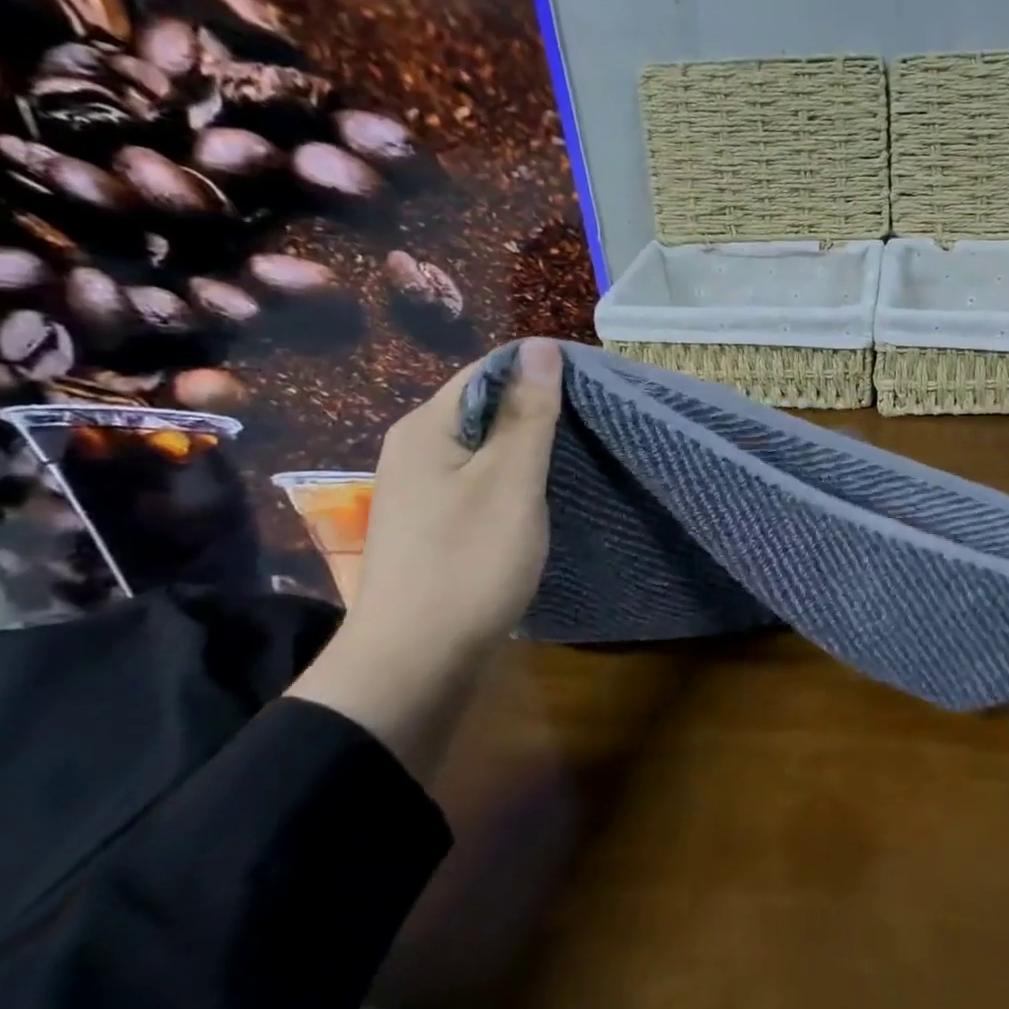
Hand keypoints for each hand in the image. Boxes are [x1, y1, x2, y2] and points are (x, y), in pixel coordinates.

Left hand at [342, 337, 562, 659]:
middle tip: (593, 424)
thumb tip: (540, 346)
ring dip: (530, 446)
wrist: (415, 663)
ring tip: (580, 454)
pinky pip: (480, 480)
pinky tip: (544, 494)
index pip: (488, 370)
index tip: (592, 389)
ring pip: (485, 447)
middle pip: (485, 407)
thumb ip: (528, 413)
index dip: (540, 372)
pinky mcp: (434, 523)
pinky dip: (514, 478)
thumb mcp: (510, 481)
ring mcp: (422, 489)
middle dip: (539, 410)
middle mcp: (416, 449)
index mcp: (427, 428)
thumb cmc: (468, 562)